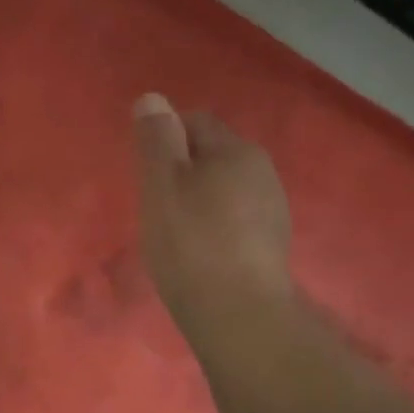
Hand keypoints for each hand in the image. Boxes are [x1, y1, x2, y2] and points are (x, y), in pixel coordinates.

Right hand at [133, 94, 292, 338]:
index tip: (142, 171)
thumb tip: (152, 98)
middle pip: (211, 154)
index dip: (162, 138)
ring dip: (197, 199)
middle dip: (180, 169)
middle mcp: (262, 171)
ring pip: (224, 188)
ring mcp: (271, 209)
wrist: (238, 314)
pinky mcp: (269, 244)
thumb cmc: (190, 243)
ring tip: (172, 230)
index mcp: (236, 150)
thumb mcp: (161, 185)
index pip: (194, 121)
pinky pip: (233, 218)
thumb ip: (155, 140)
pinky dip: (212, 224)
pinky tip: (197, 251)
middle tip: (151, 202)